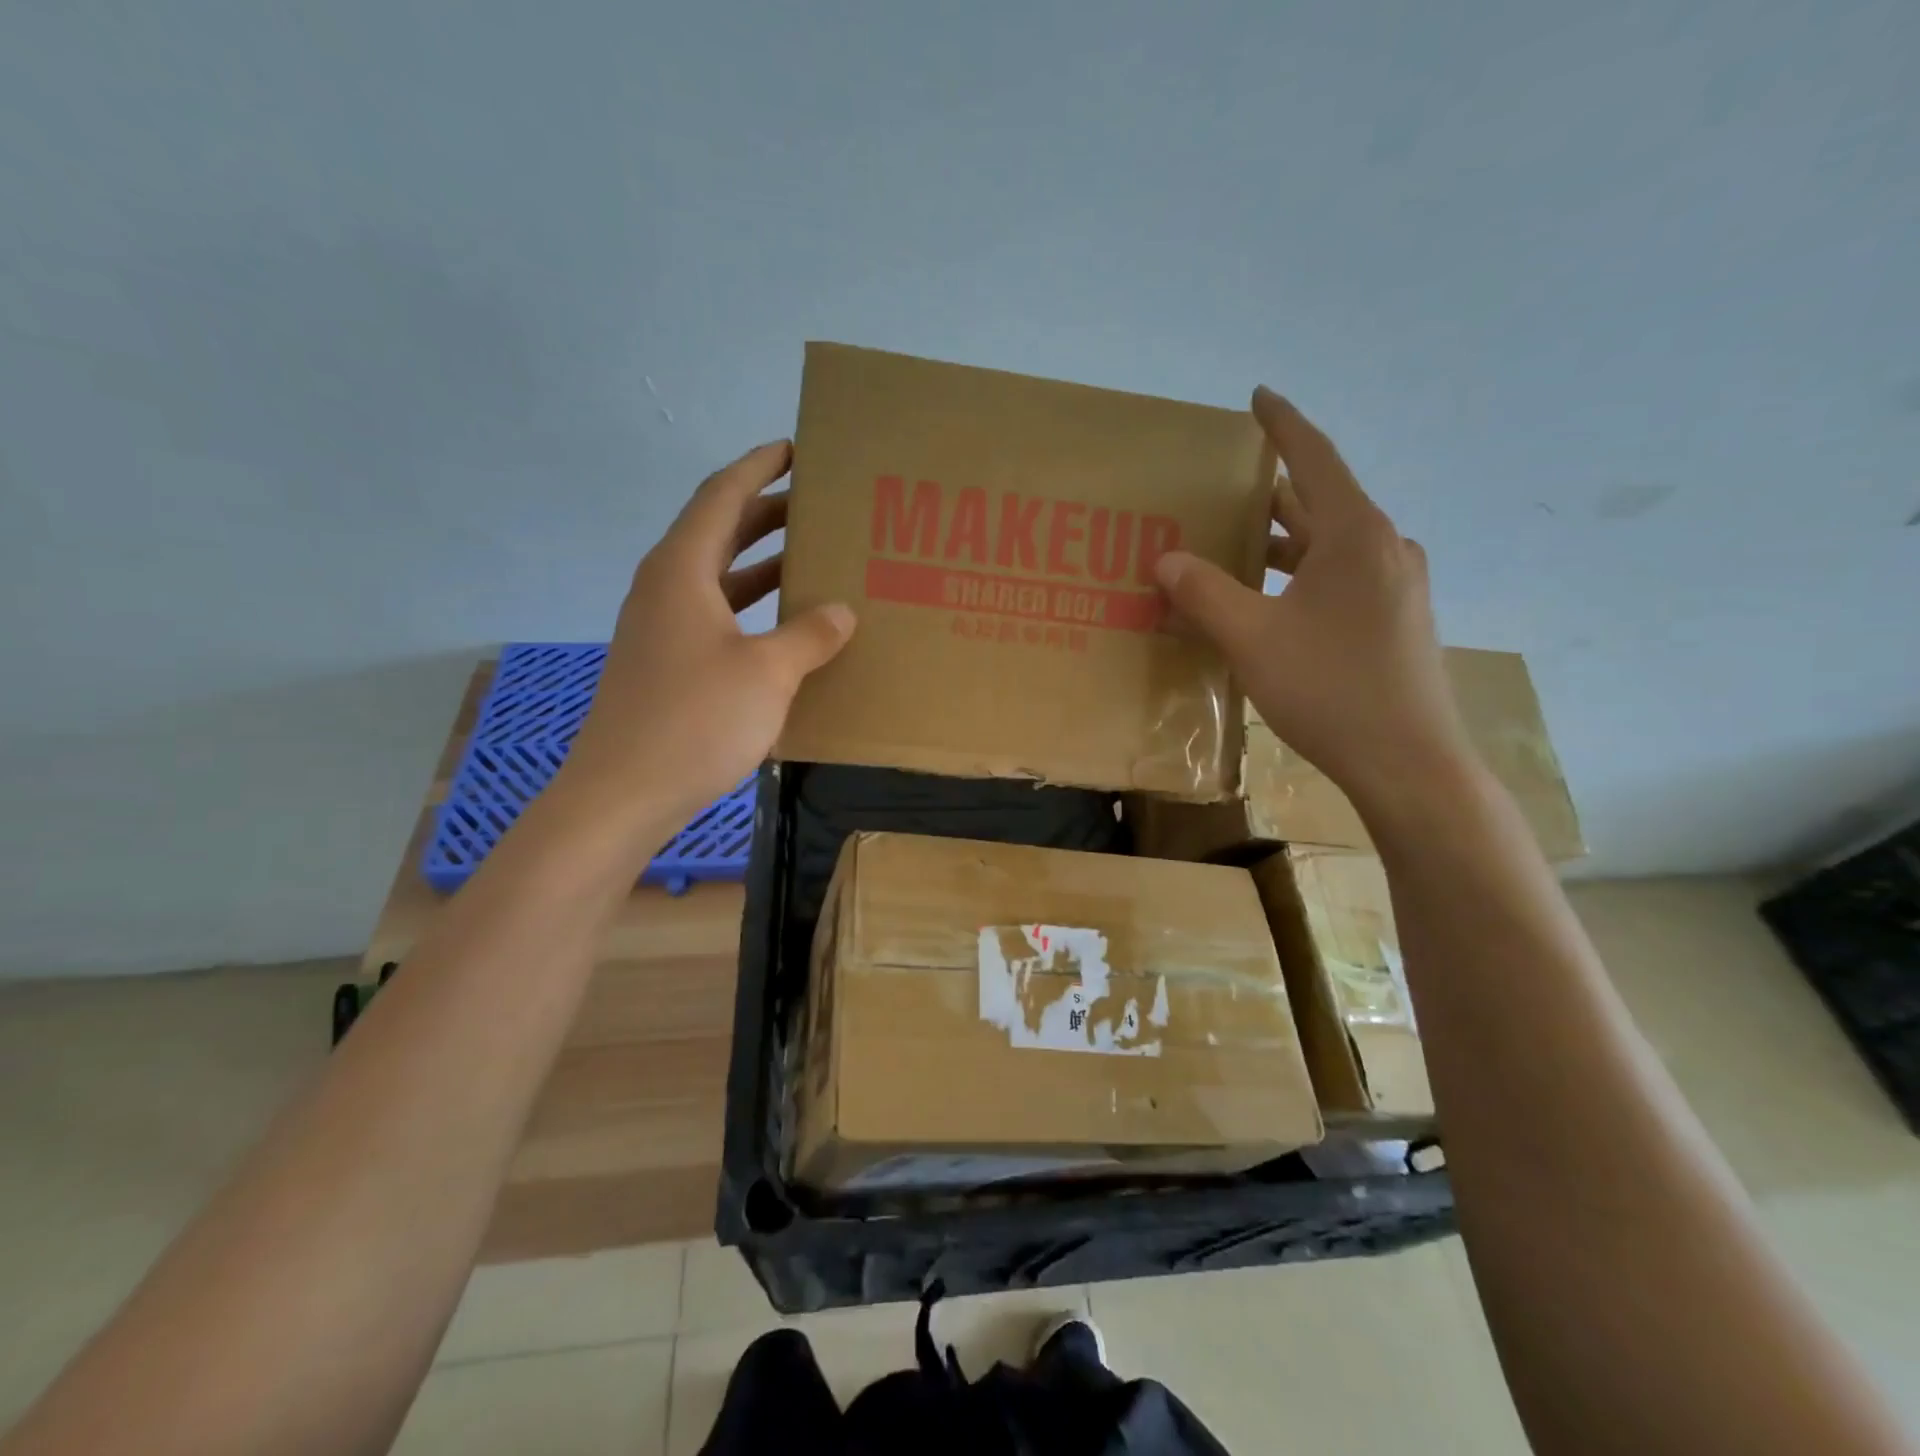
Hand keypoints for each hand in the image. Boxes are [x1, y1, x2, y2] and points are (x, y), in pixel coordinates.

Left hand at [557, 440, 855, 830]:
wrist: (624, 793)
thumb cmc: (696, 720)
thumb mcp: (768, 673)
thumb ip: (809, 635)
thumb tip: (840, 611)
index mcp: (682, 571)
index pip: (721, 496)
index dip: (758, 467)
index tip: (794, 449)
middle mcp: (665, 588)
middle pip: (718, 532)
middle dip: (767, 513)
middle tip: (818, 505)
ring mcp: (661, 628)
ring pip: (718, 578)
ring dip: (762, 564)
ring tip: (811, 559)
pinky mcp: (665, 664)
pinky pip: (715, 616)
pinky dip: (751, 608)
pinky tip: (785, 628)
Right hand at [1154, 387, 1469, 811]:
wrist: (1408, 763)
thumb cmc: (1330, 689)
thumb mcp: (1252, 639)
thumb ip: (1205, 593)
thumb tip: (1165, 559)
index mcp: (1356, 535)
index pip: (1313, 459)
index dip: (1282, 425)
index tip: (1258, 397)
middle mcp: (1384, 549)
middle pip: (1319, 504)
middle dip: (1269, 496)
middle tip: (1218, 494)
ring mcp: (1397, 587)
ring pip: (1329, 547)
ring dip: (1281, 544)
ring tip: (1231, 549)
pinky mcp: (1396, 621)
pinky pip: (1339, 579)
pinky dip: (1299, 576)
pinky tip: (1269, 603)